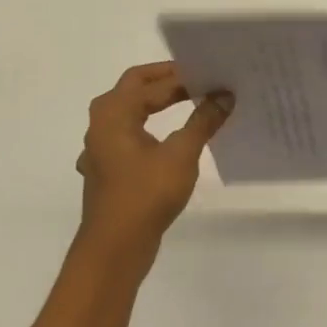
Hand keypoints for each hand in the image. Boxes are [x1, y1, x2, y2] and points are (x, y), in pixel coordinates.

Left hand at [75, 61, 230, 258]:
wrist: (114, 250)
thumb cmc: (145, 195)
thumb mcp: (181, 154)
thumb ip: (203, 120)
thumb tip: (225, 95)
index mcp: (115, 113)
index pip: (154, 84)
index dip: (186, 77)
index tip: (214, 75)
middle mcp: (102, 124)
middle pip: (134, 87)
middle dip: (167, 80)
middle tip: (200, 78)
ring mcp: (101, 148)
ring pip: (129, 111)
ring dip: (155, 102)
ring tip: (188, 100)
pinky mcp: (107, 169)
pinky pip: (128, 133)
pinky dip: (148, 126)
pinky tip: (162, 137)